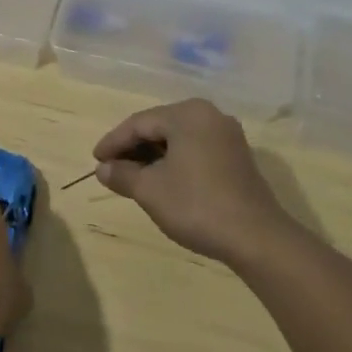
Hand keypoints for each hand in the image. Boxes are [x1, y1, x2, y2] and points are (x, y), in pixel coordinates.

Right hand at [93, 99, 289, 264]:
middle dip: (133, 148)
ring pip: (178, 139)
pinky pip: (196, 149)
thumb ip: (123, 174)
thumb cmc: (197, 205)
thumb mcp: (151, 190)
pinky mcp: (237, 156)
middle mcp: (209, 115)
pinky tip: (163, 180)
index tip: (95, 160)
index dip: (114, 142)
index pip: (139, 122)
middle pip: (159, 126)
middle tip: (111, 168)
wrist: (256, 238)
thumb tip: (103, 169)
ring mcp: (227, 135)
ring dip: (153, 156)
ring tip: (133, 176)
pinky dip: (175, 161)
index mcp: (187, 114)